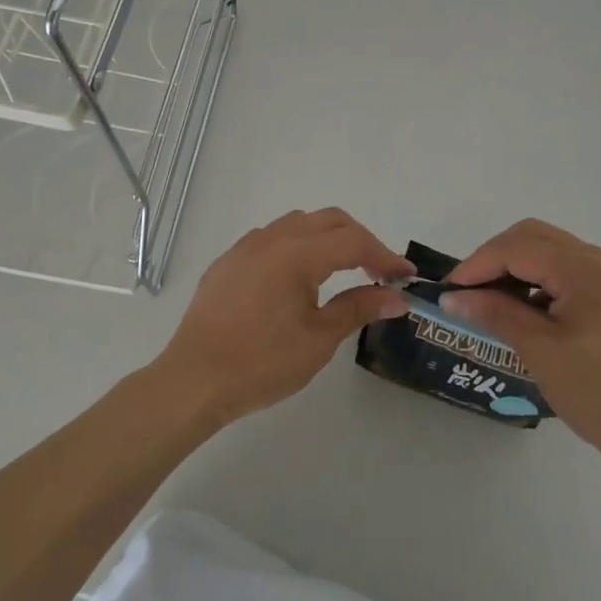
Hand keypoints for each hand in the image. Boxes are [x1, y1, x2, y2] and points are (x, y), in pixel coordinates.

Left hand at [155, 208, 413, 426]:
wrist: (193, 380)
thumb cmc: (261, 363)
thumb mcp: (318, 340)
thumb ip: (358, 308)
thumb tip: (396, 297)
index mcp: (297, 253)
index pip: (353, 241)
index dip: (384, 255)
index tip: (406, 276)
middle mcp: (272, 238)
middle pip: (329, 220)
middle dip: (360, 240)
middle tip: (379, 272)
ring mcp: (246, 246)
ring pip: (299, 223)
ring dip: (328, 238)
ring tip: (343, 270)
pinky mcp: (229, 261)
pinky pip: (272, 238)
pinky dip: (298, 245)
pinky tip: (299, 277)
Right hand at [443, 220, 600, 480]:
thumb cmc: (600, 395)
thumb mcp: (540, 352)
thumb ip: (495, 312)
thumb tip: (452, 296)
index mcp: (586, 268)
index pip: (518, 247)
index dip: (478, 264)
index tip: (450, 290)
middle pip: (536, 237)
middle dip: (497, 258)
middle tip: (470, 291)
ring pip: (556, 251)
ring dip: (522, 268)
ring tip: (497, 303)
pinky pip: (577, 271)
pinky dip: (548, 281)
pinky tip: (534, 311)